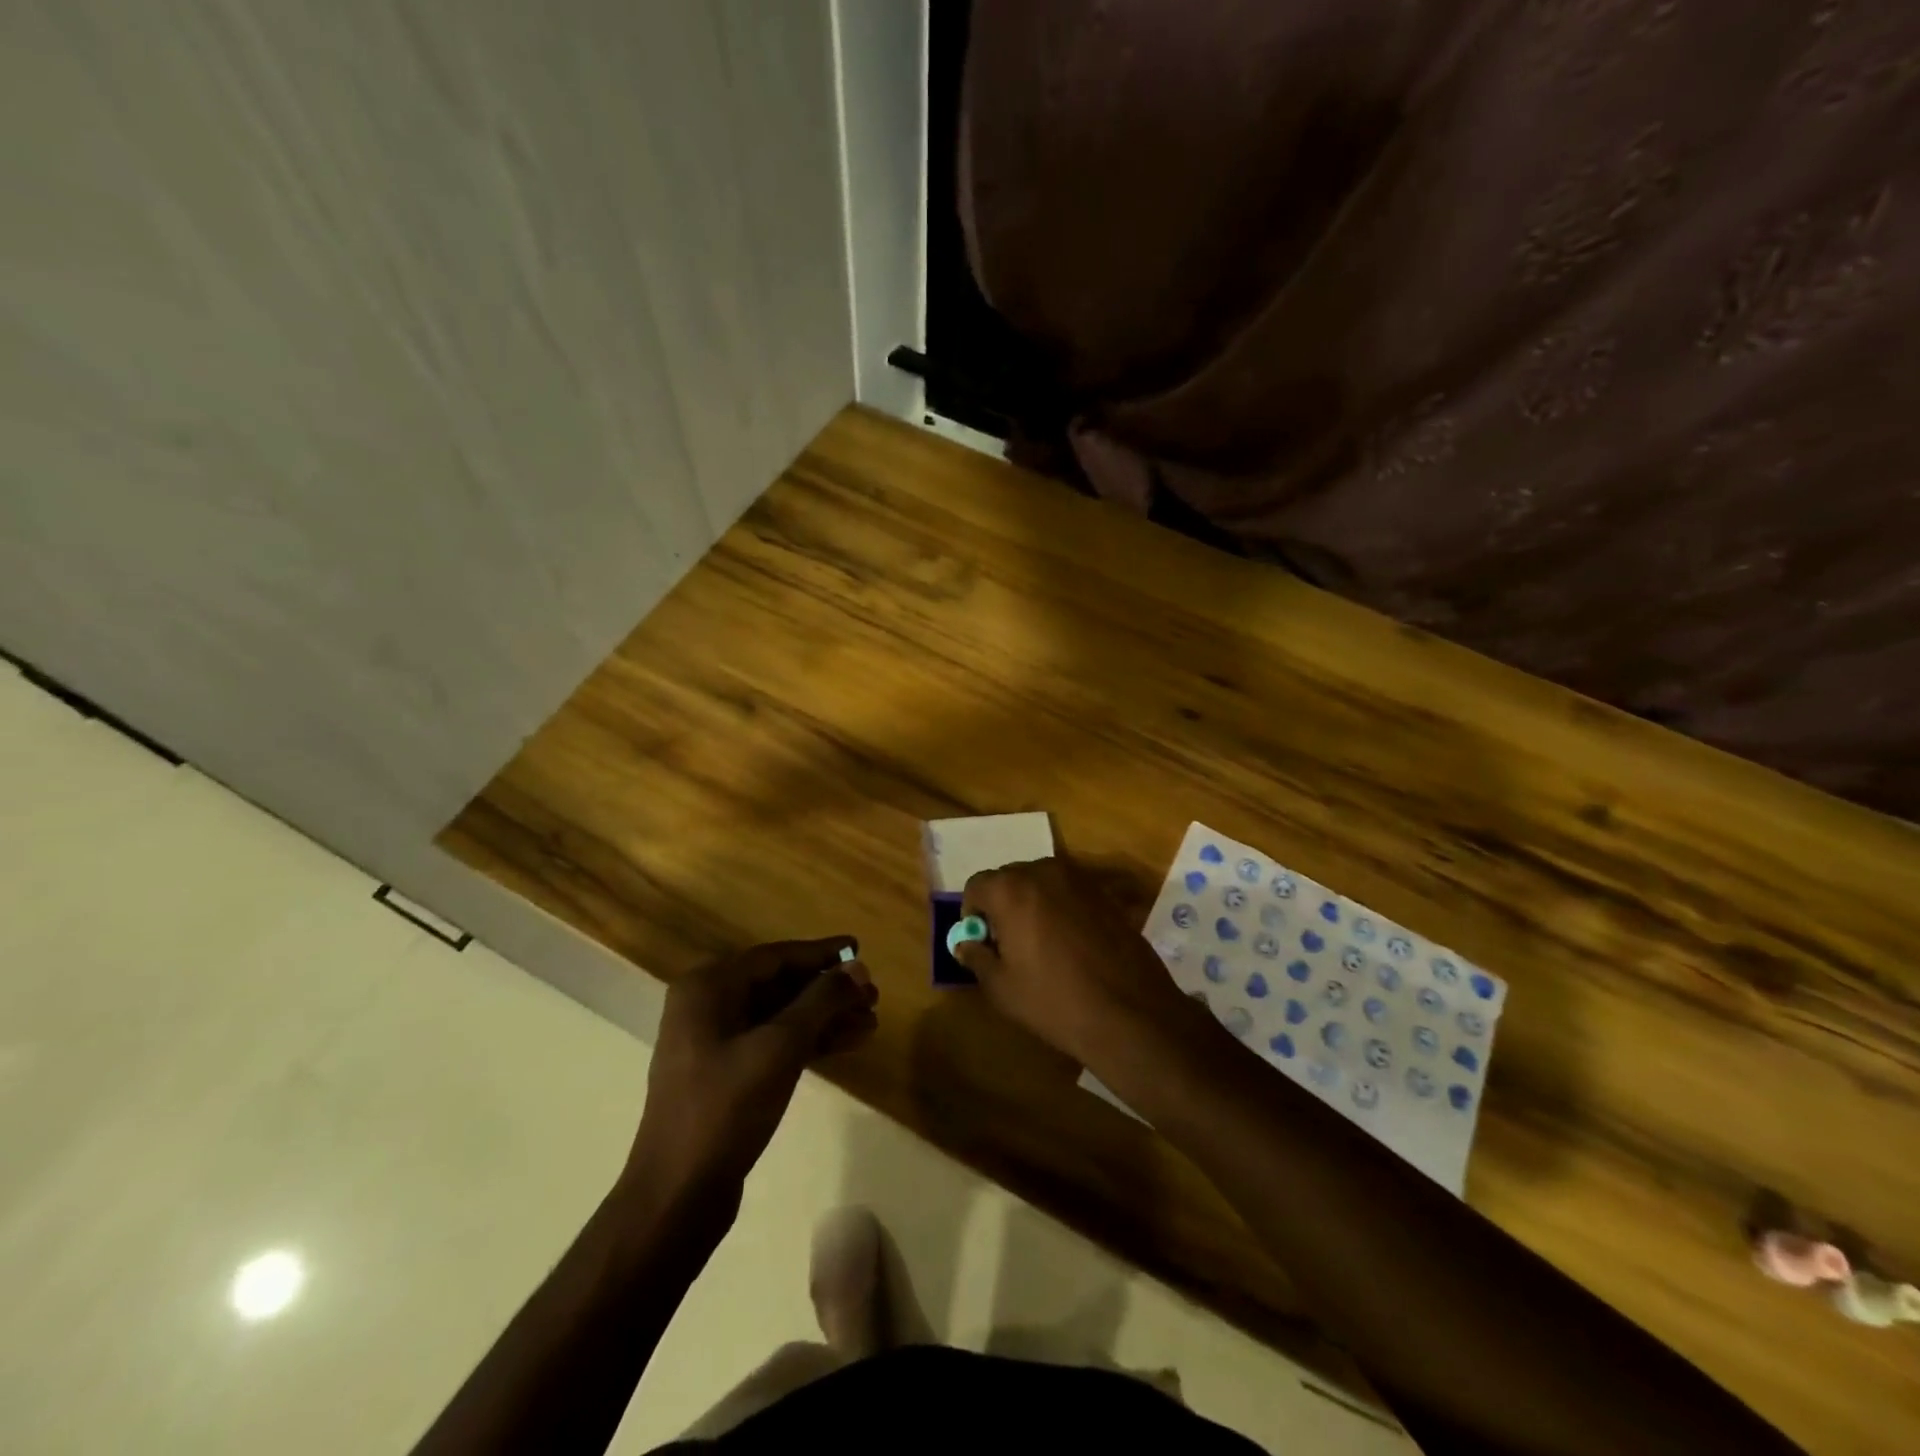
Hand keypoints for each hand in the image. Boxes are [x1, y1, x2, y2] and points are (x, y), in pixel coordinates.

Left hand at [626, 938, 877, 1204]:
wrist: (678, 1195)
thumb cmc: (726, 1108)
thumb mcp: (780, 1046)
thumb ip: (821, 1001)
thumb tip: (857, 967)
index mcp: (708, 987)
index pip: (775, 957)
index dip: (820, 954)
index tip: (858, 949)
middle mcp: (708, 1005)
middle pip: (780, 985)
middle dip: (828, 991)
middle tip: (873, 995)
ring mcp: (715, 1042)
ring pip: (781, 1016)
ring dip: (825, 1018)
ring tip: (871, 1022)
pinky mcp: (726, 1074)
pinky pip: (774, 1043)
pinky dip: (809, 1042)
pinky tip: (848, 1044)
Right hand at [957, 857, 1195, 1072]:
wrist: (1129, 1012)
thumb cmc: (1054, 1001)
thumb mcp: (1002, 987)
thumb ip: (976, 956)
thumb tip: (965, 943)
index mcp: (1011, 889)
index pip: (977, 885)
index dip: (972, 913)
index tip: (982, 941)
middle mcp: (1044, 871)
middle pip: (1009, 878)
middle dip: (1002, 904)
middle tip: (1008, 943)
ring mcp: (1079, 879)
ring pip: (1041, 882)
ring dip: (1032, 903)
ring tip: (1041, 943)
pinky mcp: (1105, 893)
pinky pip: (1069, 892)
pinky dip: (1061, 908)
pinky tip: (1072, 943)